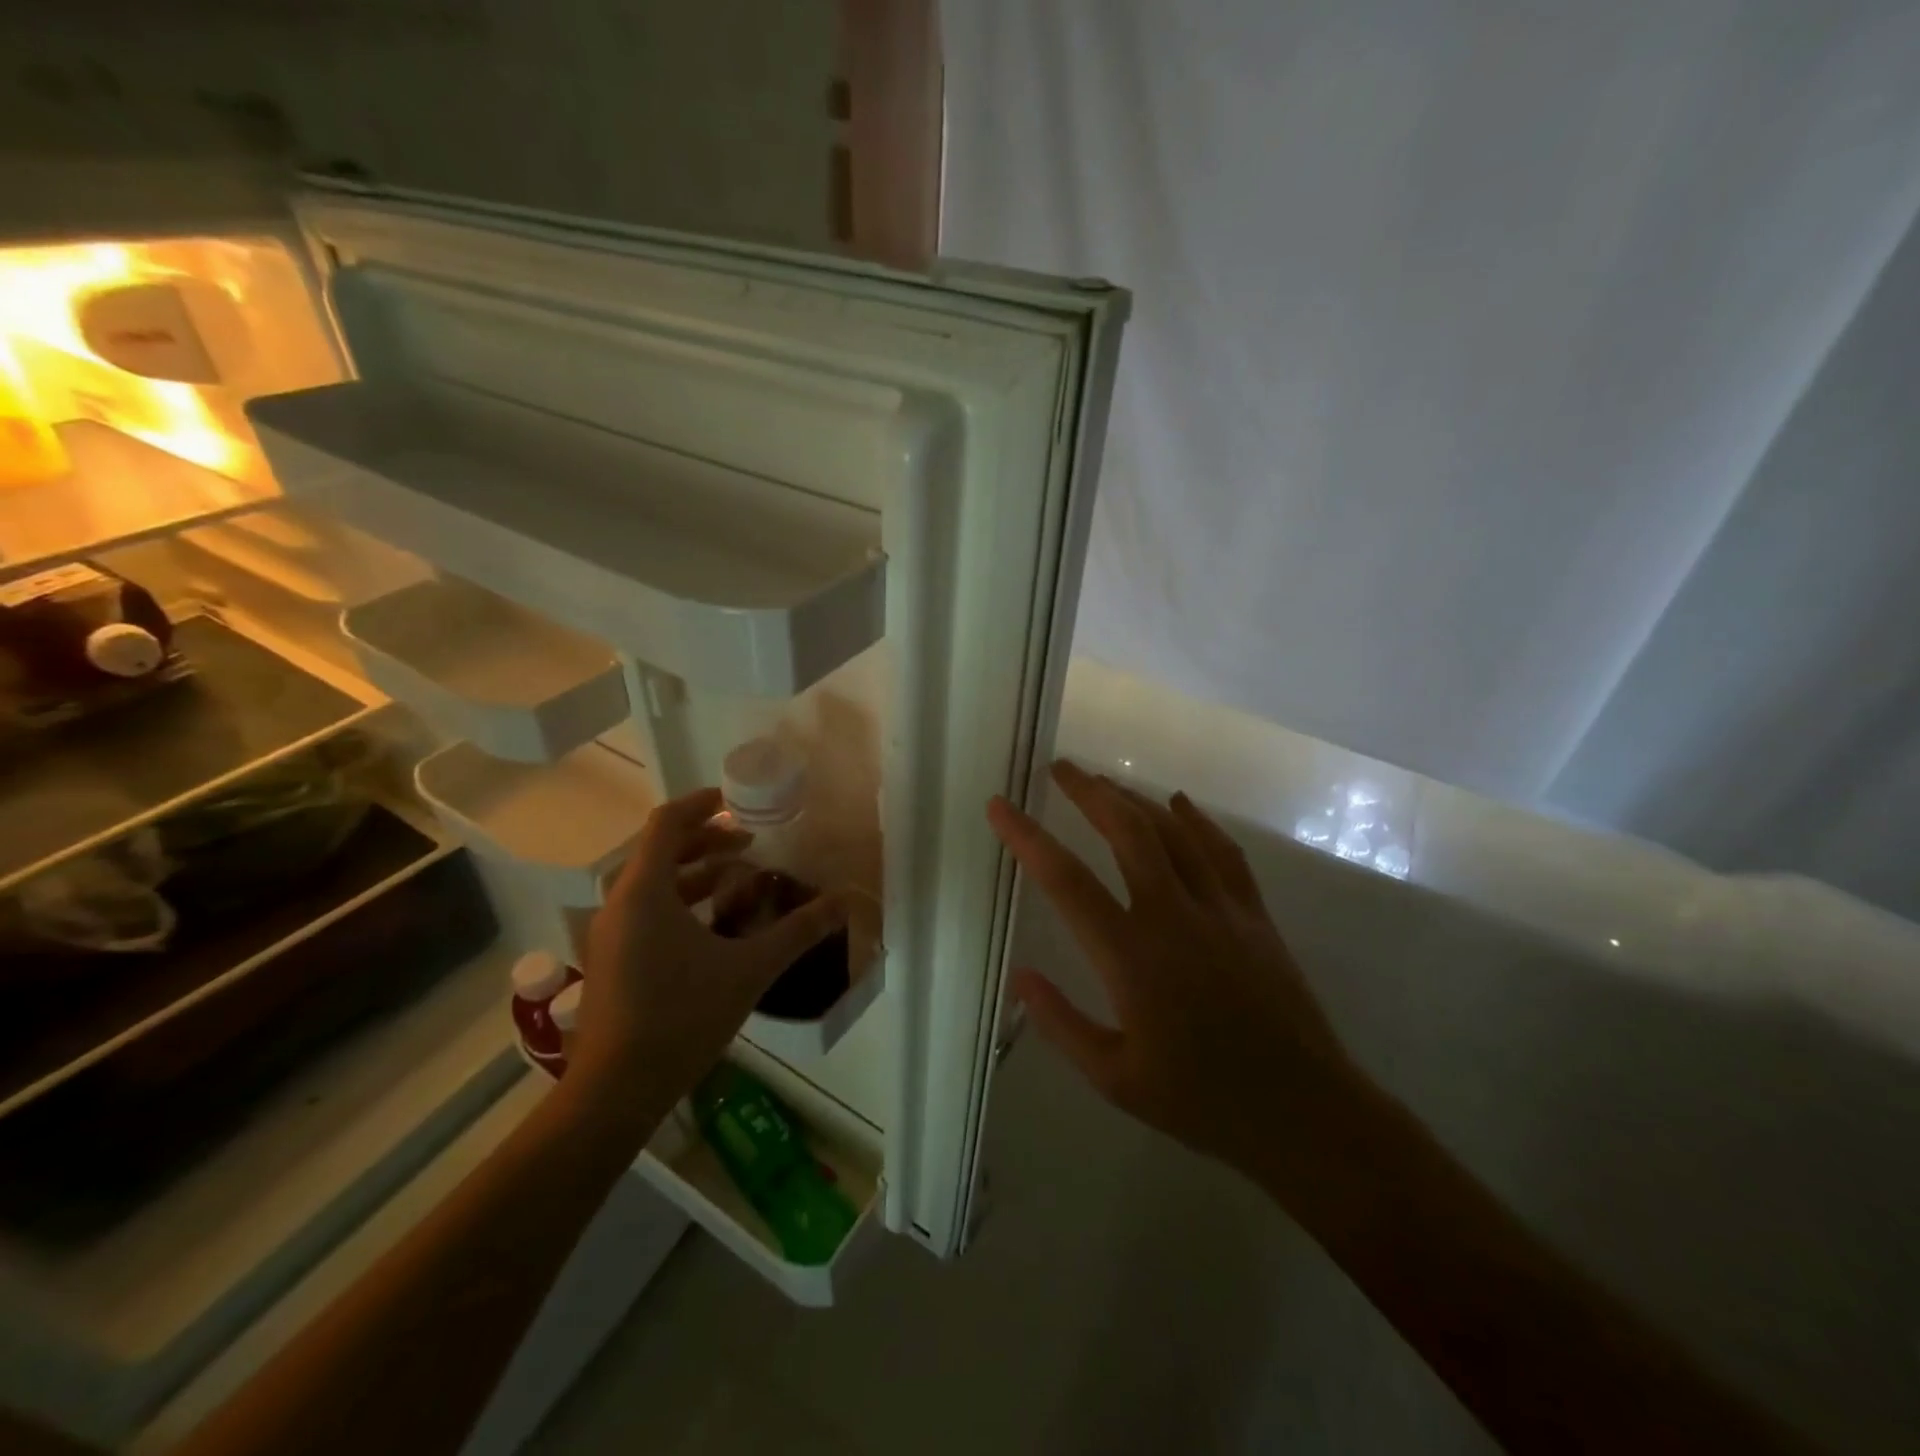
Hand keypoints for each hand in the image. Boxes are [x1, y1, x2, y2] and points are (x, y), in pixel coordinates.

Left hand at [571, 787, 846, 1116]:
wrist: (616, 1090)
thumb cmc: (682, 1016)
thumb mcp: (749, 968)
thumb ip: (798, 931)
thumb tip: (844, 902)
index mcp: (645, 891)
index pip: (667, 823)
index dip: (702, 804)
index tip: (736, 801)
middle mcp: (620, 903)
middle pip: (661, 850)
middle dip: (707, 841)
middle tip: (749, 844)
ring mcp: (610, 934)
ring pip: (653, 883)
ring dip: (695, 873)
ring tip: (739, 879)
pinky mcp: (611, 960)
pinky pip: (646, 910)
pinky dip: (681, 902)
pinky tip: (715, 926)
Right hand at [988, 761, 1373, 1189]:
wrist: (1304, 1113)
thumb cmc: (1200, 1100)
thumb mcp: (1114, 1078)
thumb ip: (1061, 1023)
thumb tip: (1019, 976)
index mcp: (1131, 956)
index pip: (1066, 880)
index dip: (1026, 837)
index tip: (999, 805)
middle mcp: (1174, 916)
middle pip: (1126, 831)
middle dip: (1088, 792)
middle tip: (1060, 768)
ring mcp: (1220, 909)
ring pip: (1173, 832)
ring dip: (1134, 799)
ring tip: (1104, 782)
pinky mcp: (1254, 914)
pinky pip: (1223, 851)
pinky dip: (1197, 821)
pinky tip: (1179, 803)